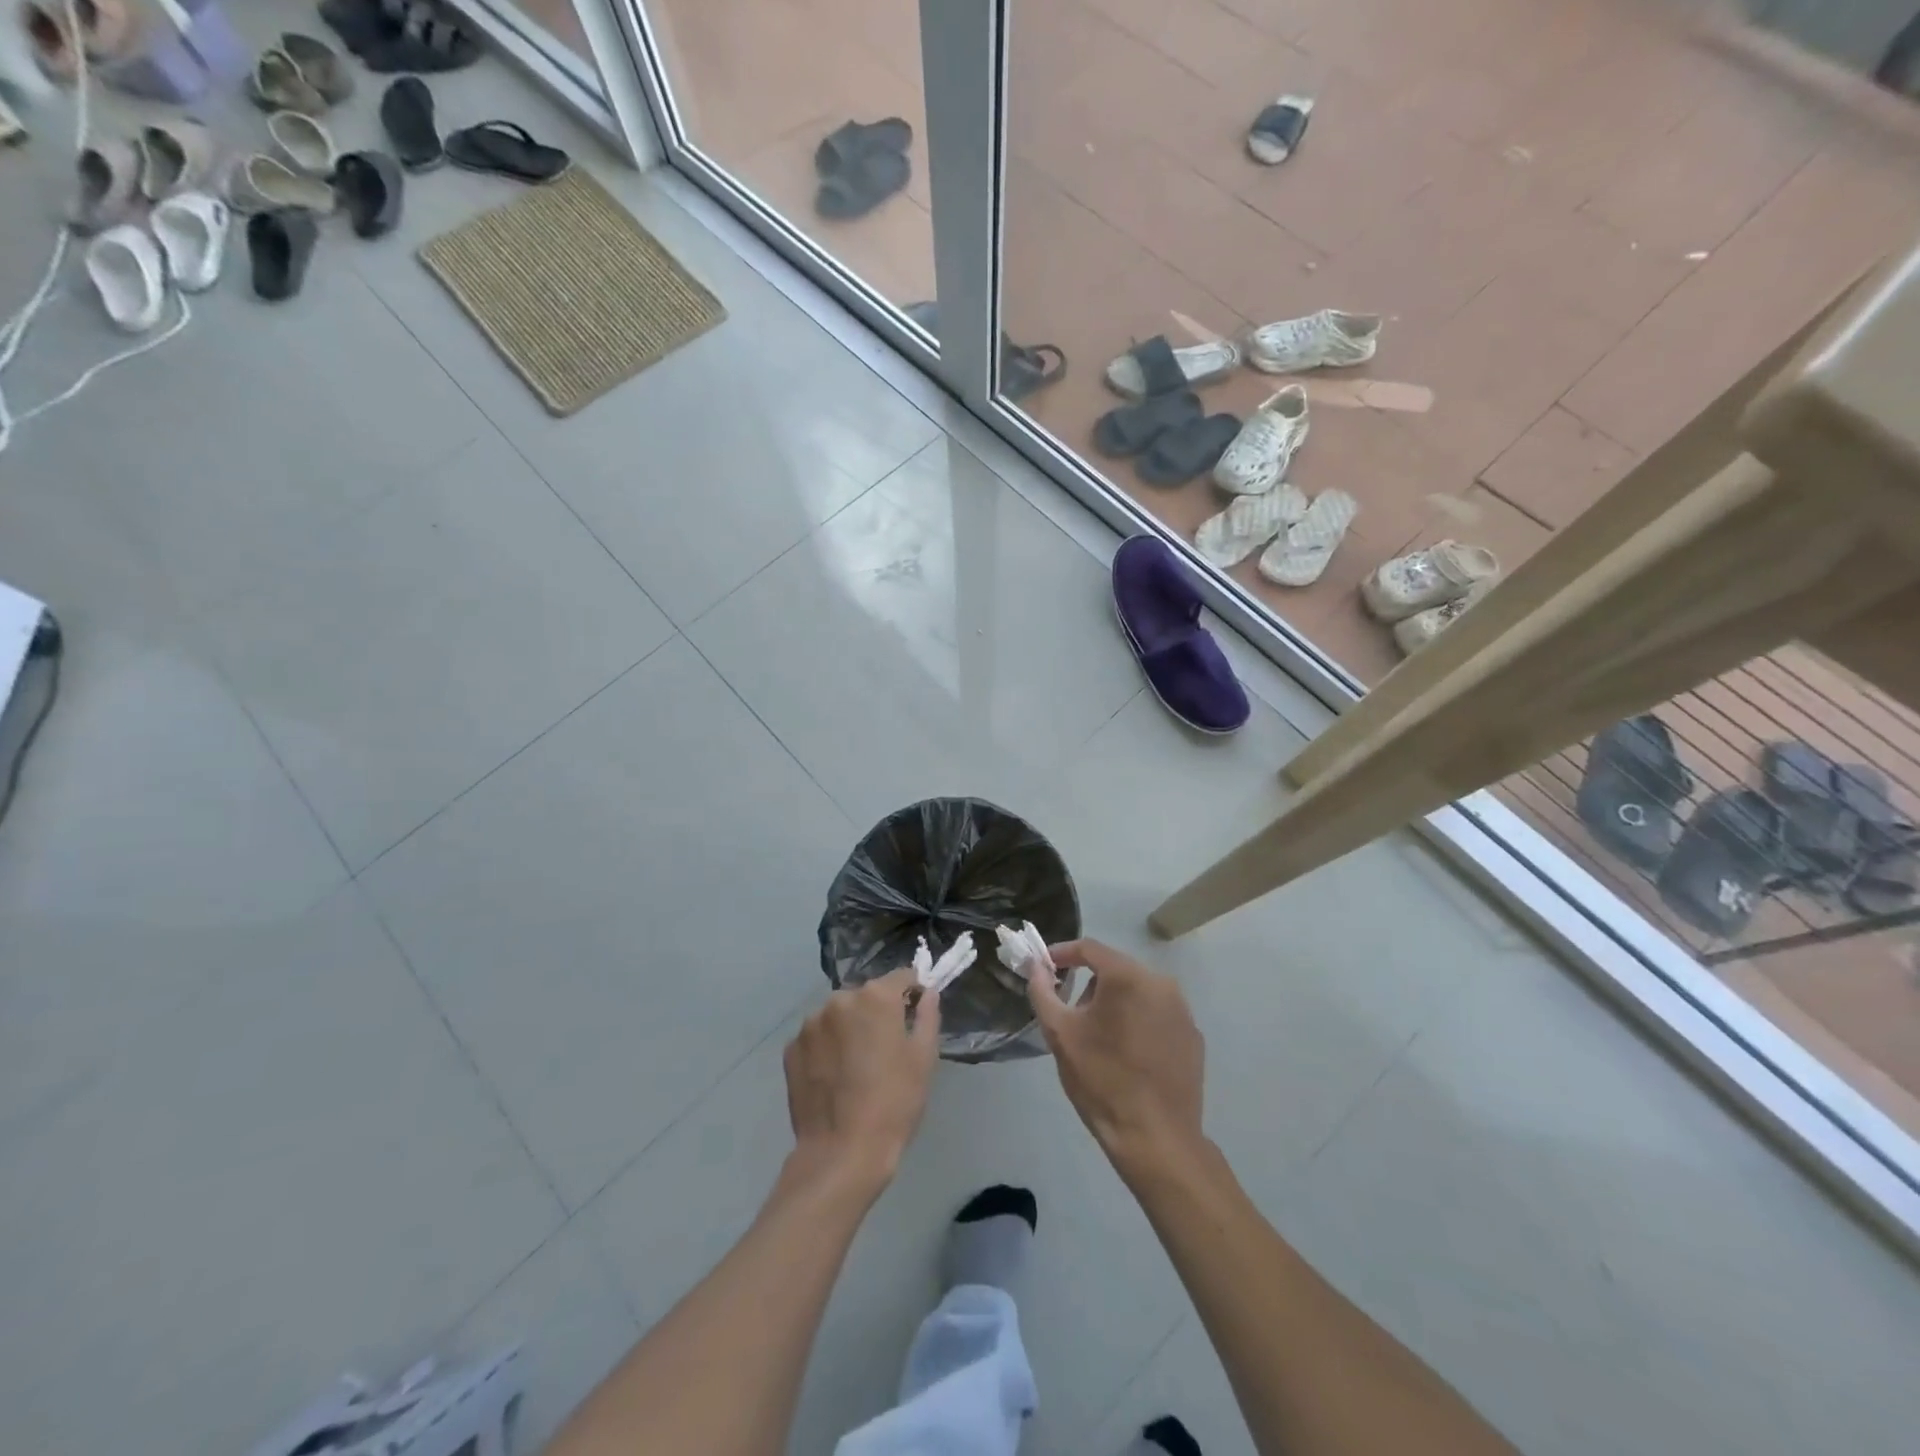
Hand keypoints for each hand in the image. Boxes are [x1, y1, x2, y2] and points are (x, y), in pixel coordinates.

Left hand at [784, 966, 940, 1190]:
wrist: (841, 1153)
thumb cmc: (894, 1103)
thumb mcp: (924, 1059)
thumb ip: (927, 1016)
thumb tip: (928, 992)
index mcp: (875, 997)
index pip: (901, 977)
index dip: (913, 993)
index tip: (916, 1014)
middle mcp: (839, 999)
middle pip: (866, 996)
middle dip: (877, 1013)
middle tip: (886, 1049)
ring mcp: (810, 1024)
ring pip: (838, 1016)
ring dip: (849, 1029)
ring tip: (856, 1067)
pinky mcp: (791, 1049)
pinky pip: (817, 1037)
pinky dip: (826, 1048)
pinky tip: (834, 1078)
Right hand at [1028, 939, 1204, 1176]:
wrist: (1156, 1138)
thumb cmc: (1101, 1080)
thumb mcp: (1060, 1034)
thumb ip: (1042, 991)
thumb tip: (1035, 965)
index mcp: (1128, 977)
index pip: (1089, 948)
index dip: (1063, 954)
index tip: (1045, 968)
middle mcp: (1161, 983)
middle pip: (1116, 969)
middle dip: (1089, 984)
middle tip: (1071, 1012)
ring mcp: (1182, 1010)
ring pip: (1138, 991)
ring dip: (1116, 1003)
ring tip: (1101, 1039)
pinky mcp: (1193, 1036)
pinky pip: (1158, 1014)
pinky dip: (1140, 1022)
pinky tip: (1130, 1055)